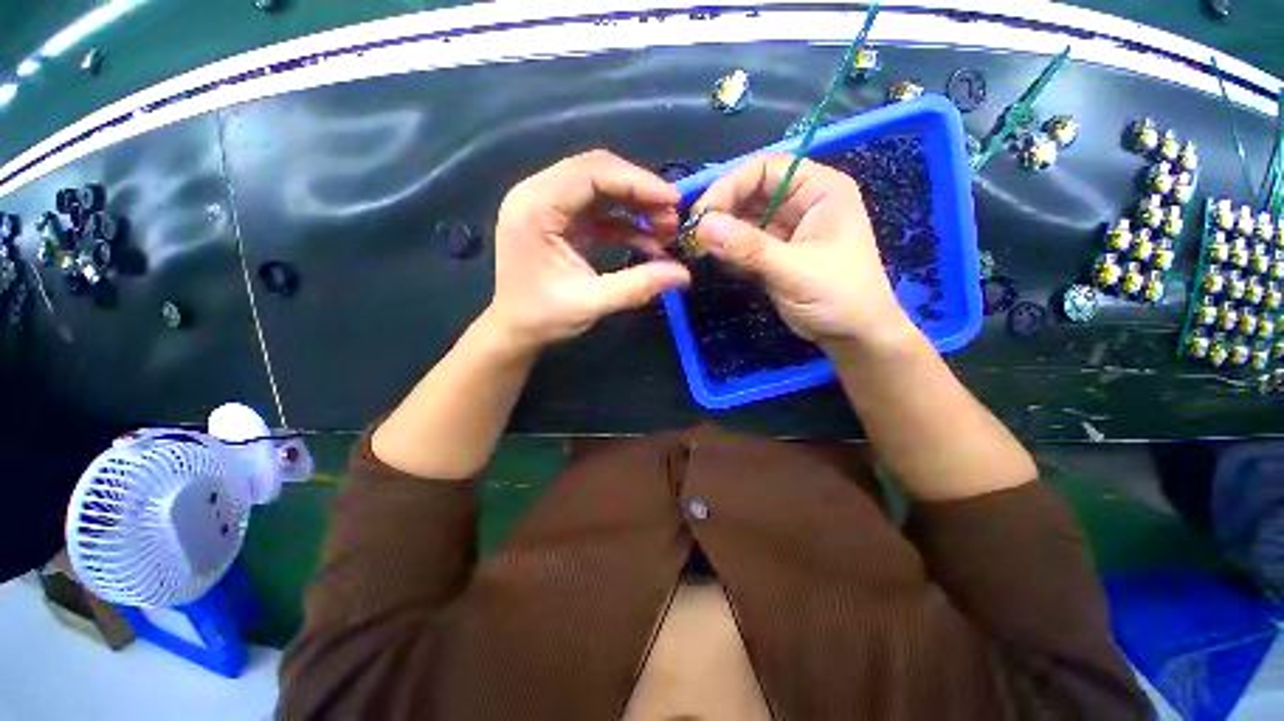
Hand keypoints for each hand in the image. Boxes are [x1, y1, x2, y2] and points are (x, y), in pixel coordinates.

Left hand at [489, 150, 691, 349]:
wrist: (516, 331)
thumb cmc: (542, 317)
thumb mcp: (591, 303)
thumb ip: (637, 286)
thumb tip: (683, 276)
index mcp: (535, 206)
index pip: (591, 172)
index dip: (637, 182)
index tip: (673, 201)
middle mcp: (538, 195)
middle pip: (598, 173)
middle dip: (640, 194)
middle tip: (672, 219)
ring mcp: (549, 207)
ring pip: (602, 191)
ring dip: (636, 208)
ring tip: (666, 232)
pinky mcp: (561, 222)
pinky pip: (600, 212)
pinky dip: (626, 225)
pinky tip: (649, 244)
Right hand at [693, 153, 918, 351]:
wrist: (853, 337)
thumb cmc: (838, 297)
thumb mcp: (794, 270)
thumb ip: (748, 247)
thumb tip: (702, 226)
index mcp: (819, 190)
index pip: (766, 169)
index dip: (730, 185)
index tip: (702, 214)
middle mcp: (801, 203)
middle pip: (750, 192)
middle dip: (721, 211)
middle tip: (694, 236)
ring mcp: (786, 229)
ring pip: (744, 219)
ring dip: (721, 233)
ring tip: (699, 250)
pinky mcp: (774, 253)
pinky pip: (744, 243)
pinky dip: (727, 250)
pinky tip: (715, 261)